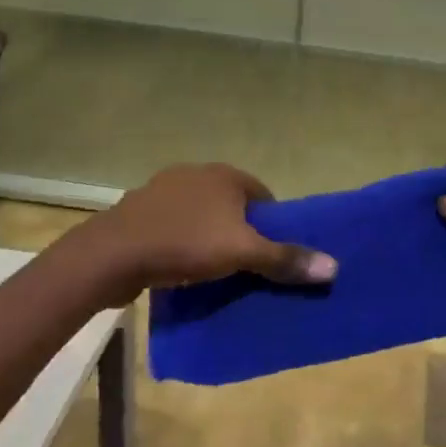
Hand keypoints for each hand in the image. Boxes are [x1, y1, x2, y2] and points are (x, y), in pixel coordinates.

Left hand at [70, 163, 336, 305]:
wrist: (111, 255)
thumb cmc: (184, 244)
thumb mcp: (242, 253)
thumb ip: (285, 258)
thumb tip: (334, 266)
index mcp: (225, 175)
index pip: (263, 197)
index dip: (272, 226)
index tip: (271, 256)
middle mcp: (196, 174)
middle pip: (232, 206)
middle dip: (241, 233)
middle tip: (246, 268)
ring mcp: (164, 190)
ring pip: (201, 216)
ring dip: (209, 238)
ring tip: (214, 272)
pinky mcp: (140, 211)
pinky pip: (173, 226)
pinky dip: (181, 244)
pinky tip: (179, 268)